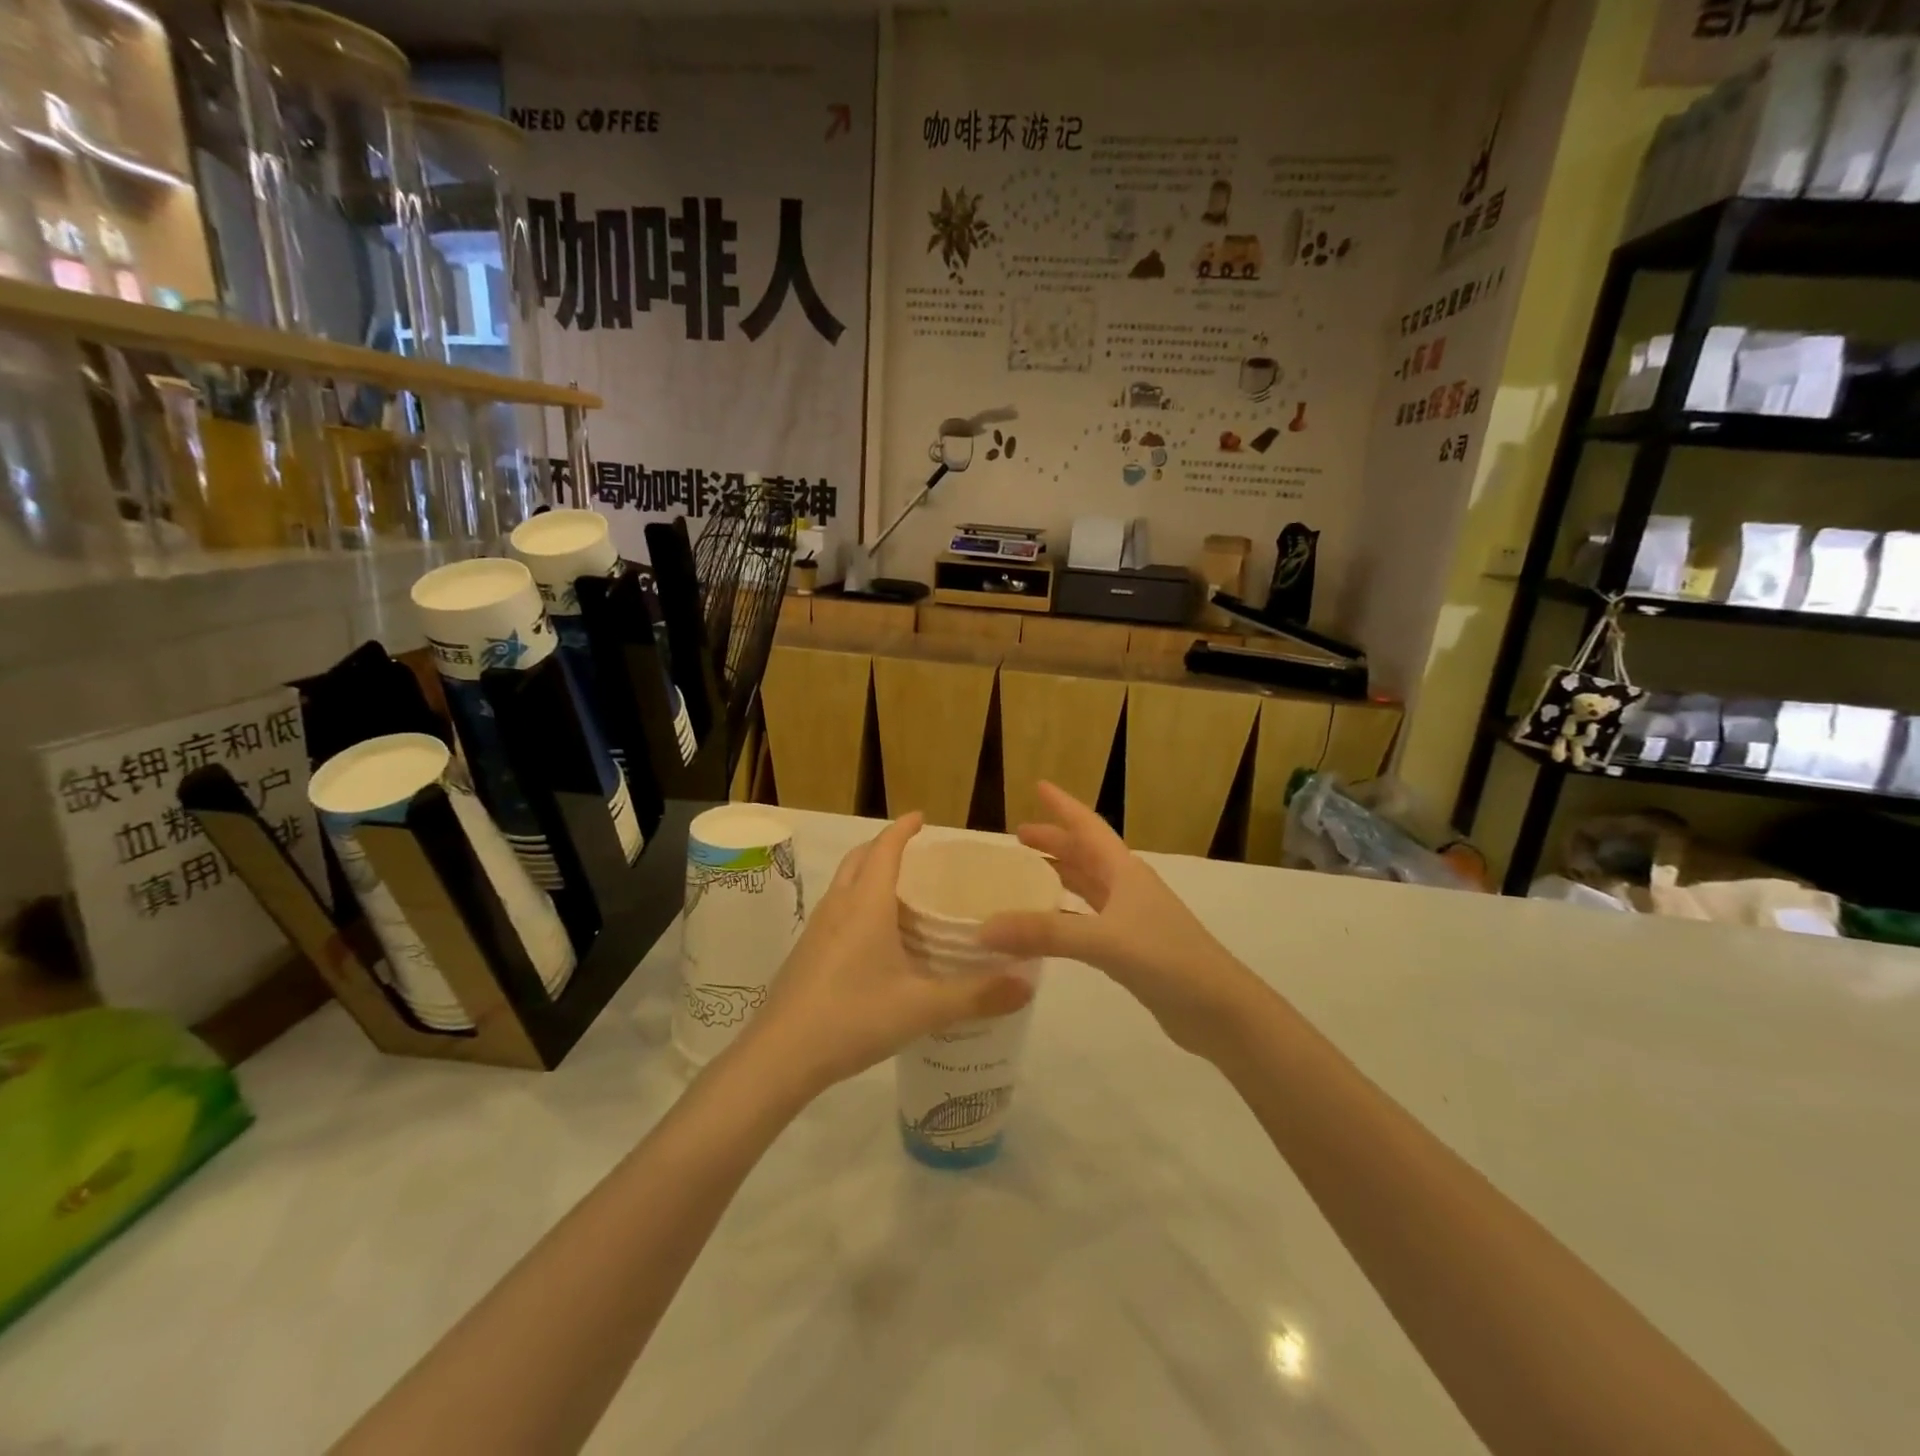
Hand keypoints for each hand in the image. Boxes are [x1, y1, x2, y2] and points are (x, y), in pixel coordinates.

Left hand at [736, 814, 1033, 1095]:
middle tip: (916, 854)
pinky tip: (874, 939)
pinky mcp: (806, 953)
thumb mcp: (922, 1008)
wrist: (779, 1057)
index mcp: (866, 904)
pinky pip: (836, 910)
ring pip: (844, 884)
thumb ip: (977, 996)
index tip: (921, 817)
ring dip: (868, 874)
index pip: (885, 848)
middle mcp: (839, 906)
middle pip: (860, 858)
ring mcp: (816, 929)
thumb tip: (1028, 984)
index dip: (903, 829)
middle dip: (885, 846)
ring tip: (900, 893)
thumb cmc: (853, 1017)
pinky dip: (857, 903)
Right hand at [978, 782, 1262, 1059]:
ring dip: (1059, 876)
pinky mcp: (1130, 950)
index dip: (1063, 806)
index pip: (1088, 827)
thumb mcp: (1104, 940)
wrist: (1220, 1010)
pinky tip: (1046, 926)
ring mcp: (1130, 919)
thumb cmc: (1168, 959)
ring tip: (1025, 876)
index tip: (1037, 785)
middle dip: (1054, 842)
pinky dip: (1064, 916)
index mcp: (1124, 872)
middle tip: (1018, 837)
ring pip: (1087, 887)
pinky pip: (1087, 921)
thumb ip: (1045, 933)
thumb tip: (985, 927)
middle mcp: (1127, 888)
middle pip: (1085, 855)